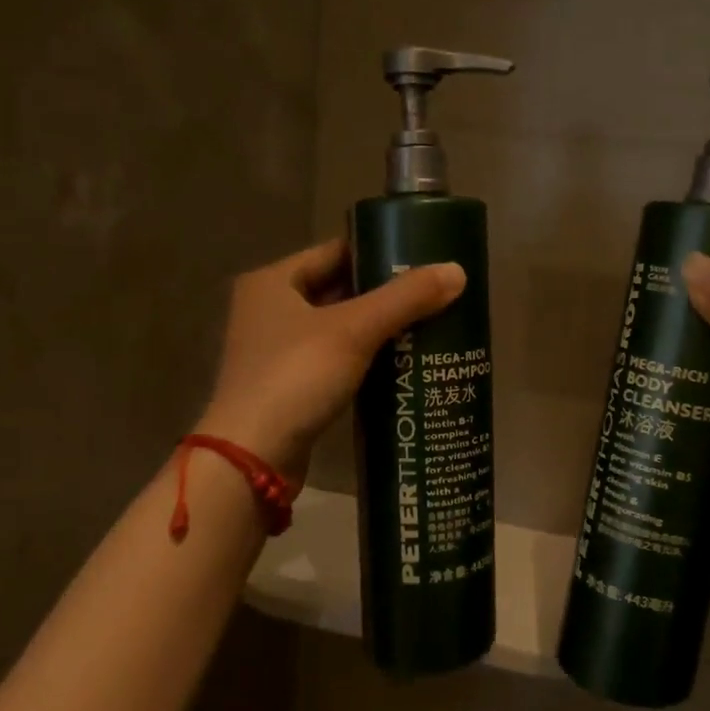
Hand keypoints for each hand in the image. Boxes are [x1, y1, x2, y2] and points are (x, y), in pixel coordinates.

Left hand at [201, 238, 465, 482]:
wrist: (252, 458)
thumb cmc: (296, 377)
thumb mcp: (355, 330)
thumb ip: (406, 298)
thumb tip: (457, 271)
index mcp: (273, 282)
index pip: (336, 252)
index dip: (379, 254)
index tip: (423, 262)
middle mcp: (269, 310)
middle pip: (339, 290)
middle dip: (385, 296)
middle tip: (434, 298)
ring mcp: (276, 351)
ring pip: (339, 329)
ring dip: (378, 330)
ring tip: (428, 328)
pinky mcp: (289, 387)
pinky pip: (336, 361)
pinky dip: (366, 360)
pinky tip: (402, 365)